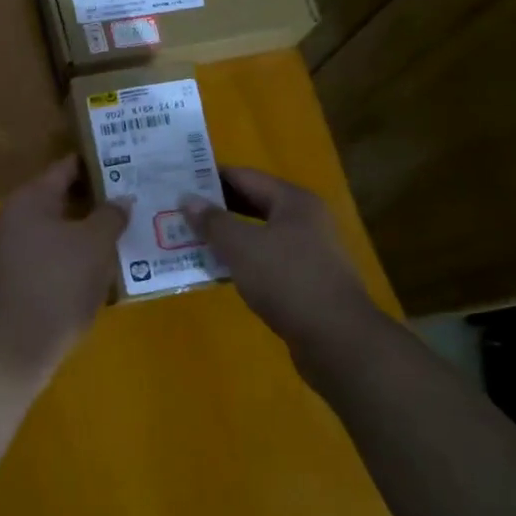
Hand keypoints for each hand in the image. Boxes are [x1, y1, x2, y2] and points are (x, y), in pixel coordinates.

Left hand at [0, 155, 130, 370]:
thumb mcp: (94, 245)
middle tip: (132, 203)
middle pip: (59, 200)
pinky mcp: (9, 281)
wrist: (12, 348)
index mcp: (28, 200)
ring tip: (122, 238)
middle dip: (94, 202)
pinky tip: (97, 272)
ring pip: (54, 232)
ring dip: (84, 233)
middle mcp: (11, 218)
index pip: (66, 168)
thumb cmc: (57, 285)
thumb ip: (111, 215)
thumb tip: (120, 199)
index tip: (127, 164)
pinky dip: (70, 258)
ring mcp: (6, 251)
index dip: (97, 165)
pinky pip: (46, 258)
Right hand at [183, 167, 373, 353]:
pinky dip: (241, 262)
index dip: (210, 178)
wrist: (337, 339)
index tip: (178, 182)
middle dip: (216, 209)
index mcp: (293, 201)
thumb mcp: (241, 246)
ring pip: (258, 235)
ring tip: (188, 240)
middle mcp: (304, 220)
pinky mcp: (305, 281)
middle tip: (177, 212)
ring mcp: (307, 252)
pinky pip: (265, 261)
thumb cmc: (287, 280)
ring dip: (226, 238)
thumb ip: (213, 221)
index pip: (245, 176)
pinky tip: (216, 271)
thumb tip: (187, 199)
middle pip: (252, 204)